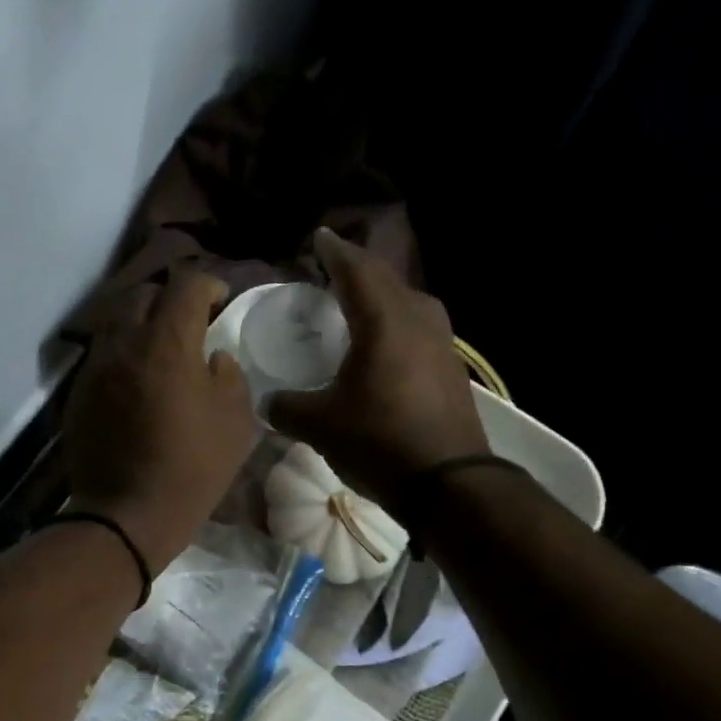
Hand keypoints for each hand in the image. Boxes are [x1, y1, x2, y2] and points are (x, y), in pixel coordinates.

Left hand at [64, 269, 257, 572]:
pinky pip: (102, 356)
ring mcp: (95, 367)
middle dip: (169, 299)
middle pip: (143, 294)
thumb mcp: (236, 422)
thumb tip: (213, 358)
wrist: (127, 514)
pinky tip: (136, 381)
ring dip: (141, 324)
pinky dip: (122, 355)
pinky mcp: (78, 392)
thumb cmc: (193, 468)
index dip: (207, 285)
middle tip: (188, 323)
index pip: (185, 285)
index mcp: (167, 342)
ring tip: (159, 349)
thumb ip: (229, 376)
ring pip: (115, 322)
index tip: (219, 300)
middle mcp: (124, 343)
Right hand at [268, 228, 489, 508]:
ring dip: (384, 295)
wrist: (449, 483)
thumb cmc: (379, 442)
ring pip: (410, 303)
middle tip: (336, 267)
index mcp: (384, 323)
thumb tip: (268, 401)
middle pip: (388, 280)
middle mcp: (418, 322)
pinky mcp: (452, 370)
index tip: (320, 238)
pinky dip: (398, 324)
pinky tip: (387, 344)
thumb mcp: (320, 426)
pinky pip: (421, 330)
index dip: (335, 253)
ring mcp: (442, 345)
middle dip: (360, 269)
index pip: (357, 272)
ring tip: (362, 301)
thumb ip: (288, 407)